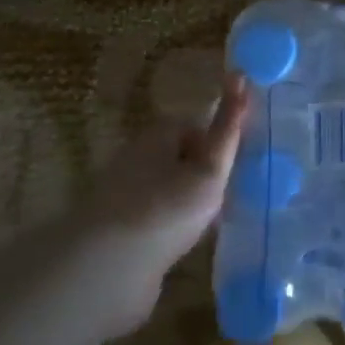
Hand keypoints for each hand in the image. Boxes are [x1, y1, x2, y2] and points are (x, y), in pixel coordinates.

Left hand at [81, 72, 248, 293]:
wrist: (105, 270)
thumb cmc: (166, 209)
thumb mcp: (209, 169)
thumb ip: (228, 129)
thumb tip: (239, 74)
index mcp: (157, 135)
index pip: (195, 126)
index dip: (219, 144)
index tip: (234, 168)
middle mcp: (137, 157)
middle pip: (181, 157)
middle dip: (204, 174)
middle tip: (227, 197)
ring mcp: (123, 195)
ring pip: (168, 189)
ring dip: (188, 202)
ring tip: (209, 223)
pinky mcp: (117, 230)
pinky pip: (155, 219)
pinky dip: (171, 227)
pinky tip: (182, 243)